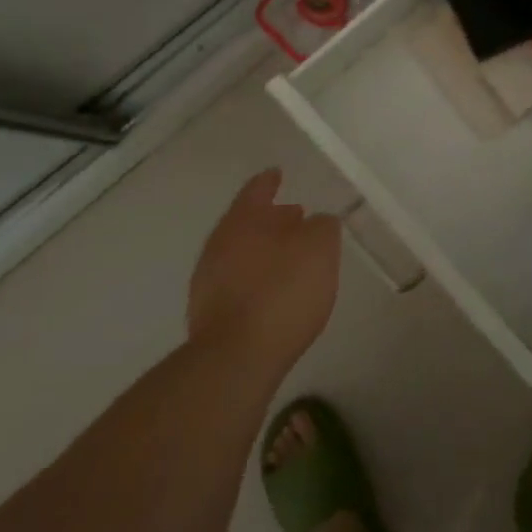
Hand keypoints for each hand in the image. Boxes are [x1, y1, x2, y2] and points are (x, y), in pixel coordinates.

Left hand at [187, 170, 340, 378]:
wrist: (236, 358)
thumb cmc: (282, 292)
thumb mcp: (320, 248)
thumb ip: (323, 227)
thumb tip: (317, 222)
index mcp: (243, 220)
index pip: (257, 190)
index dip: (269, 181)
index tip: (277, 173)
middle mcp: (220, 244)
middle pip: (246, 222)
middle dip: (270, 218)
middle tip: (295, 217)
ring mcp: (208, 281)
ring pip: (241, 253)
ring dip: (264, 250)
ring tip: (290, 257)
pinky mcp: (209, 315)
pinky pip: (237, 283)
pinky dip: (256, 278)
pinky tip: (274, 292)